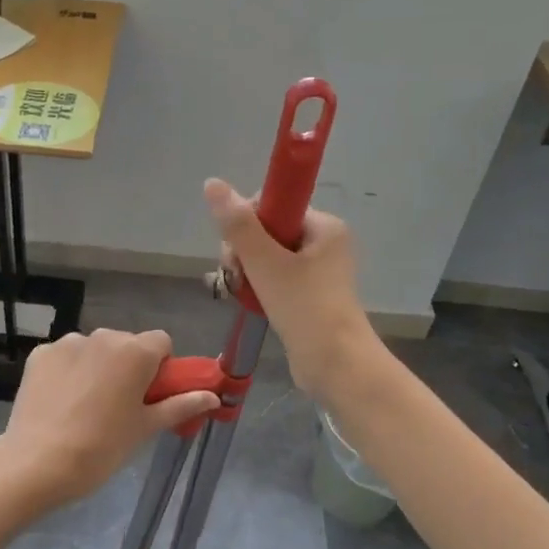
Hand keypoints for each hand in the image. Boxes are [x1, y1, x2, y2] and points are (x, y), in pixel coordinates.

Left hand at [0, 329, 219, 507]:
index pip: (161, 342)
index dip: (160, 367)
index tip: (150, 395)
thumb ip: (181, 405)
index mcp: (135, 351)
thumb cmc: (102, 448)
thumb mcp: (146, 428)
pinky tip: (60, 402)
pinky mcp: (39, 354)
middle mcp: (103, 336)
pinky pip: (64, 357)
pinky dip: (68, 372)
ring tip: (85, 407)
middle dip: (128, 367)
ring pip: (94, 349)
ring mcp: (67, 343)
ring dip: (97, 367)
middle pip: (127, 344)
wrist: (38, 463)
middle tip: (120, 406)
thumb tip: (213, 397)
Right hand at [204, 178, 374, 396]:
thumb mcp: (265, 262)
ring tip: (239, 294)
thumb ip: (238, 224)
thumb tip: (212, 183)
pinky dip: (257, 289)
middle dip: (242, 253)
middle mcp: (324, 243)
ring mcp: (318, 272)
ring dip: (246, 273)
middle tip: (235, 278)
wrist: (335, 364)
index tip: (234, 251)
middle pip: (266, 232)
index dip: (246, 224)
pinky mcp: (309, 297)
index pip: (273, 206)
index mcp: (323, 226)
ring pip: (266, 259)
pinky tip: (246, 302)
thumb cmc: (304, 307)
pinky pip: (274, 281)